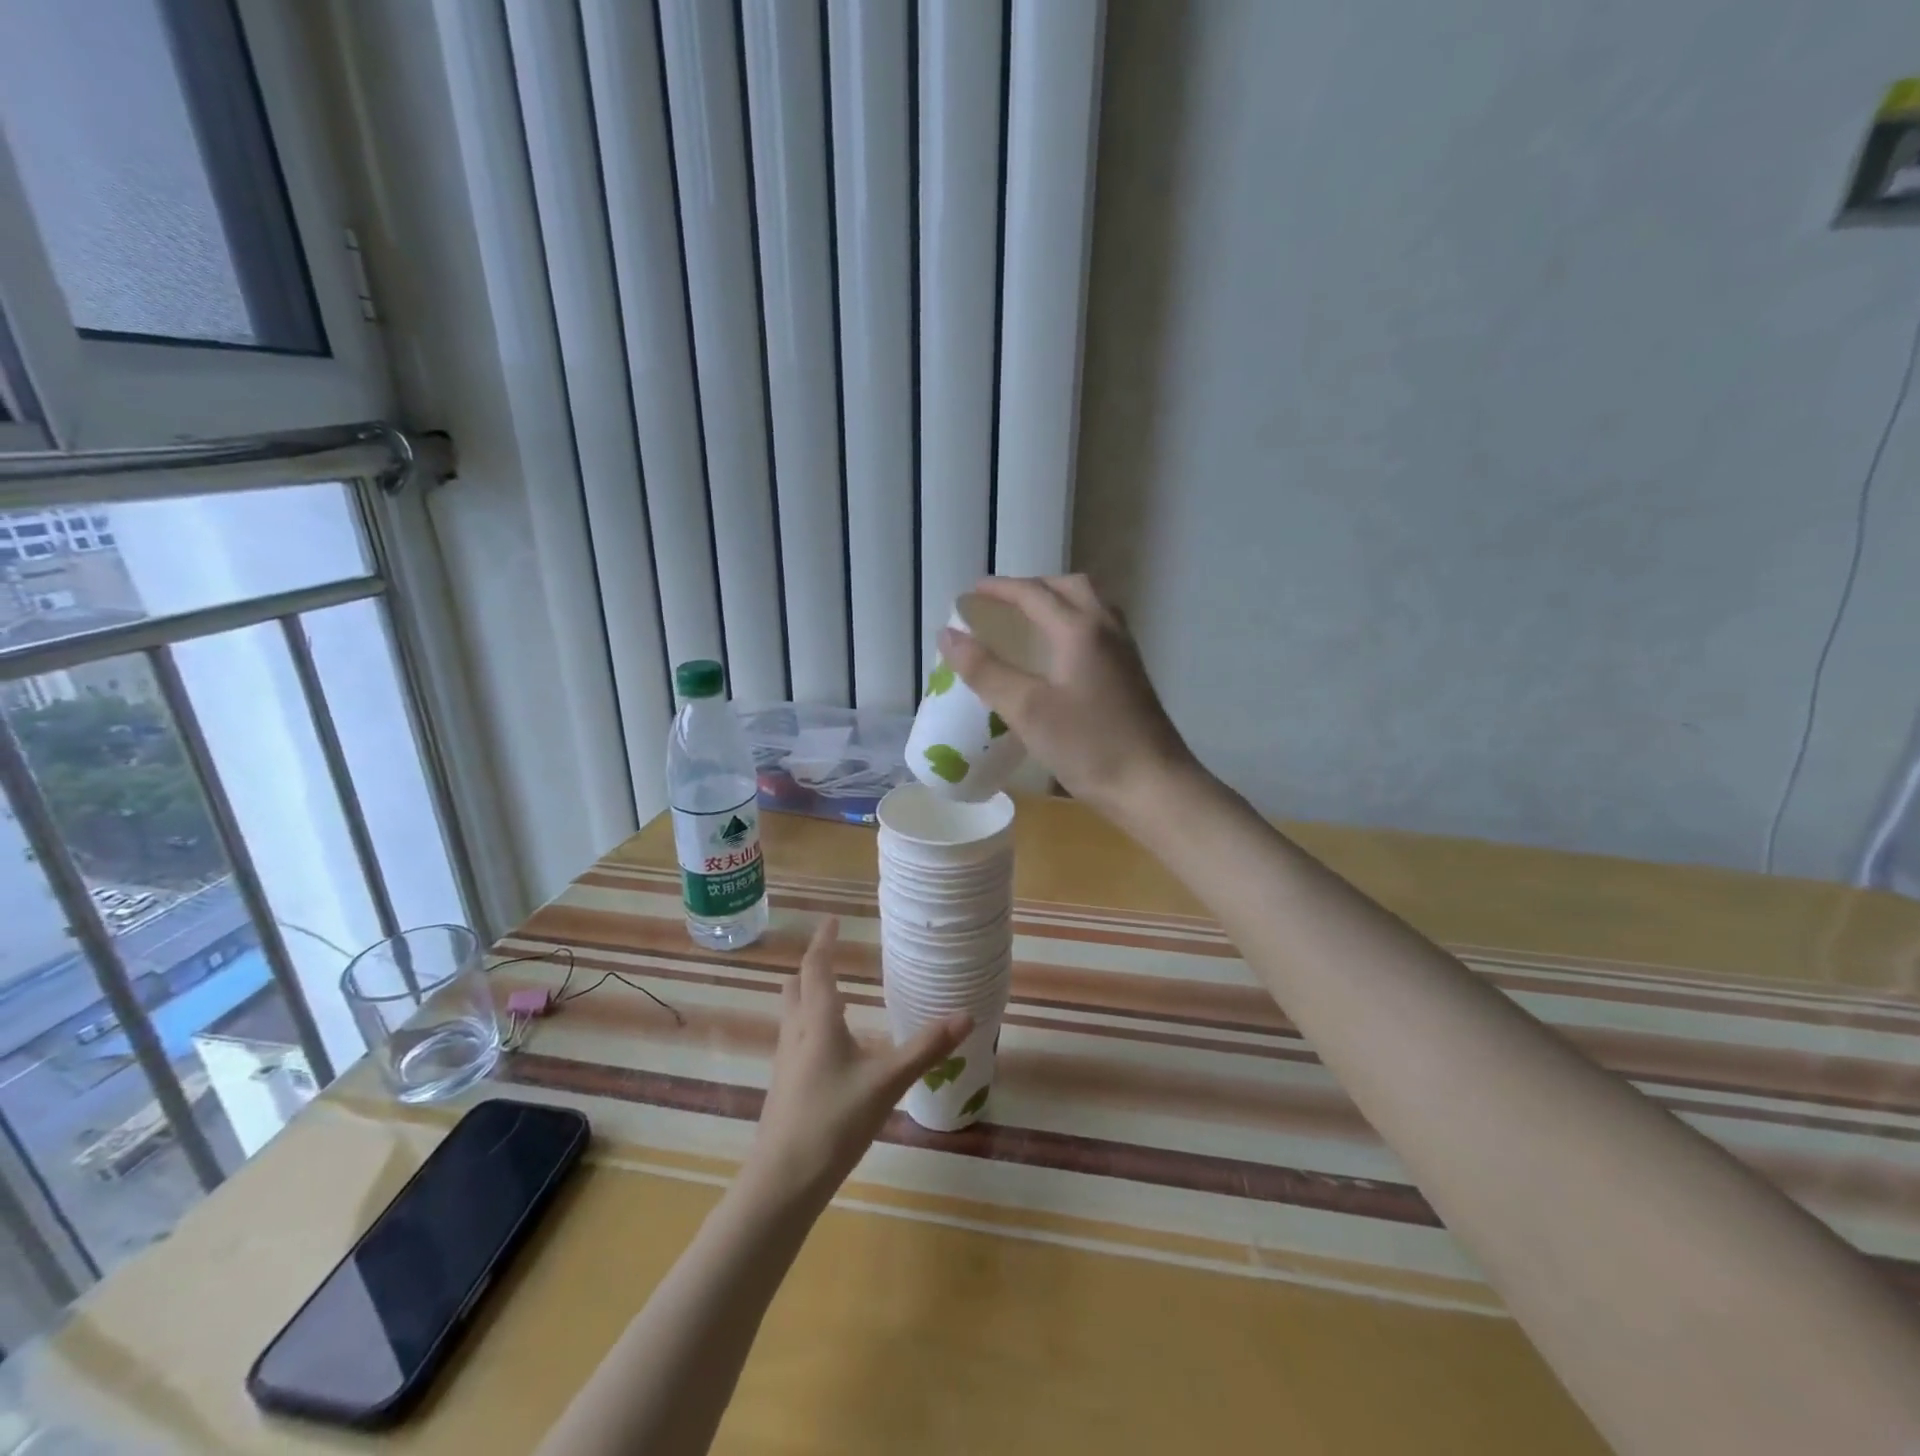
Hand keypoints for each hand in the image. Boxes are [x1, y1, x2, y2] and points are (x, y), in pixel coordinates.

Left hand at [749, 919, 969, 1204]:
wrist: (783, 1181)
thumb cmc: (834, 1121)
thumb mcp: (887, 1082)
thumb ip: (926, 1048)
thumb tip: (966, 1015)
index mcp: (818, 1020)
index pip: (817, 967)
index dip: (824, 941)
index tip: (832, 920)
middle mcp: (796, 1032)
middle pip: (796, 987)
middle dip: (812, 967)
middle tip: (833, 956)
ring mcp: (786, 1061)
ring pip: (792, 1014)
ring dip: (808, 996)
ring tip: (836, 996)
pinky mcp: (785, 1086)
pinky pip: (796, 1040)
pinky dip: (811, 1026)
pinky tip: (833, 1049)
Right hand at [938, 574, 1199, 820]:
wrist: (1153, 785)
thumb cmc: (1089, 746)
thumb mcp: (1027, 710)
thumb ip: (985, 670)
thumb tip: (948, 635)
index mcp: (1079, 629)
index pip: (1033, 593)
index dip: (1000, 589)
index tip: (971, 593)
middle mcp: (1106, 628)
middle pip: (1069, 587)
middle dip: (1032, 587)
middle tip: (1002, 604)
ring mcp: (1124, 651)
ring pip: (1090, 605)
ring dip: (1057, 601)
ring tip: (1029, 621)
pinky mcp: (1131, 674)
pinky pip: (1099, 628)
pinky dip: (1073, 622)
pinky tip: (1060, 654)